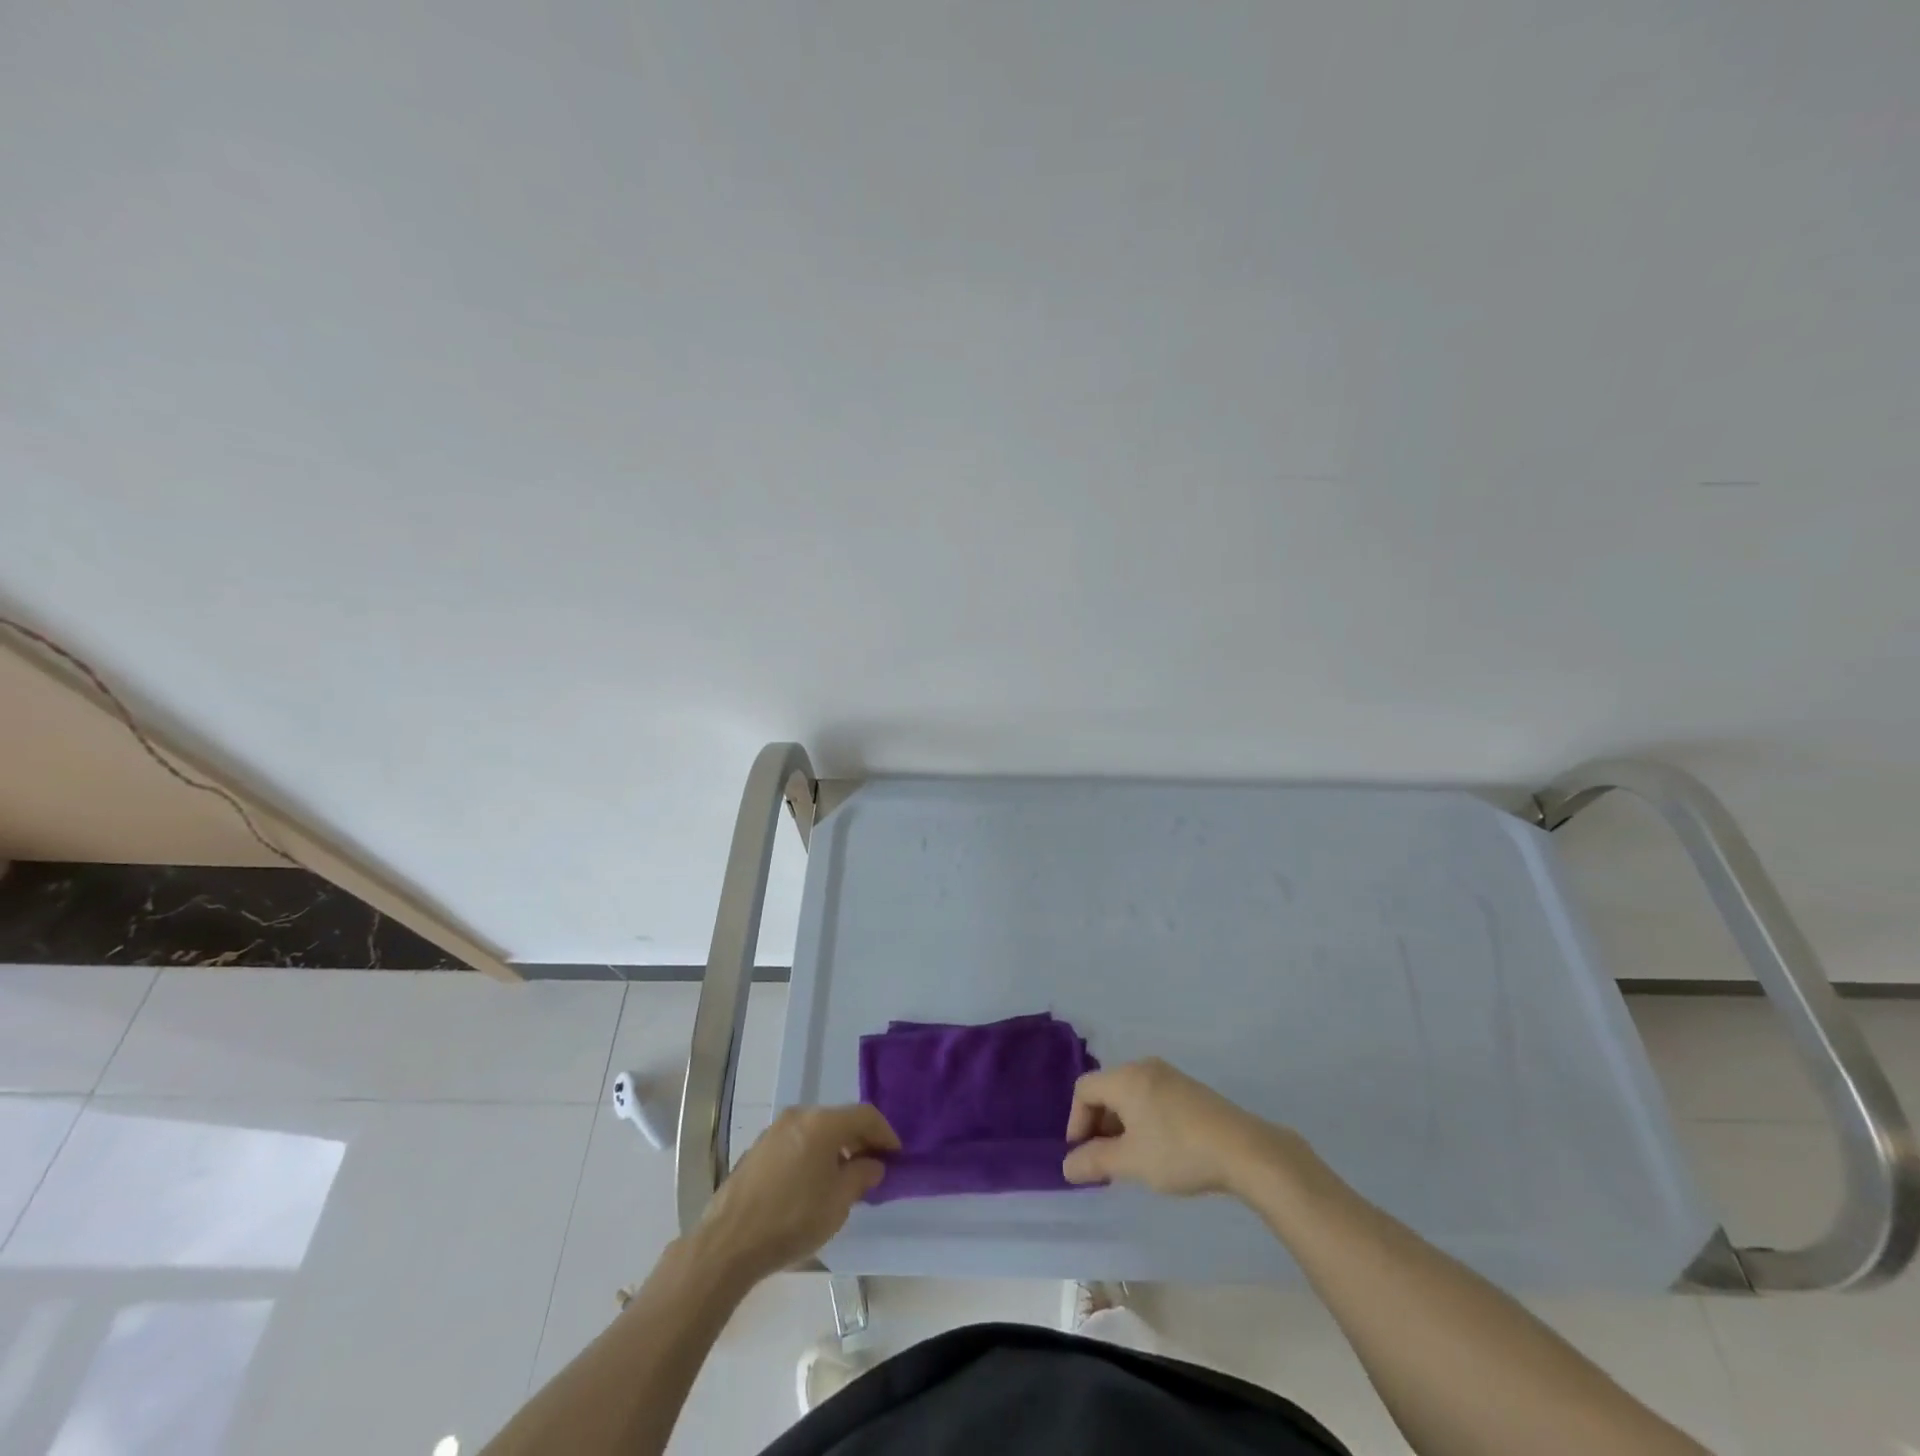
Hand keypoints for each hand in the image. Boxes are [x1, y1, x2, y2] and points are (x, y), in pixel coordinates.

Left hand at [695, 1105, 898, 1283]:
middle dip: (860, 1141)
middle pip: (839, 1119)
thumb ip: (861, 1177)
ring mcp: (774, 1130)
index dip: (885, 1134)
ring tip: (844, 1177)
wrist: (728, 1243)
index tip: (896, 1156)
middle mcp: (799, 1116)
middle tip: (873, 1167)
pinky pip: (796, 1142)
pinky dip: (812, 1154)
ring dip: (835, 1148)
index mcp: (822, 1122)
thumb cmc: (792, 1219)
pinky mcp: (758, 1149)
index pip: (865, 1116)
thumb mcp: (838, 1203)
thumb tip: (873, 1164)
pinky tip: (812, 1183)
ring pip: (816, 1130)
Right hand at [1062, 1058, 1298, 1196]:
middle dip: (1099, 1125)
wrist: (1243, 1150)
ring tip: (1131, 1159)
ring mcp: (1169, 1075)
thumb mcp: (1131, 1162)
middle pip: (1106, 1090)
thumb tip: (1067, 1166)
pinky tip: (1157, 1149)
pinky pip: (1151, 1097)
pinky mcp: (1188, 1089)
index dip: (1076, 1122)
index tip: (1084, 1156)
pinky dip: (1142, 1120)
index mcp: (1125, 1077)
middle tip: (1105, 1162)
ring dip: (1121, 1125)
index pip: (1084, 1090)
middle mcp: (1144, 1067)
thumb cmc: (1178, 1151)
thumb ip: (1095, 1161)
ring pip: (1130, 1095)